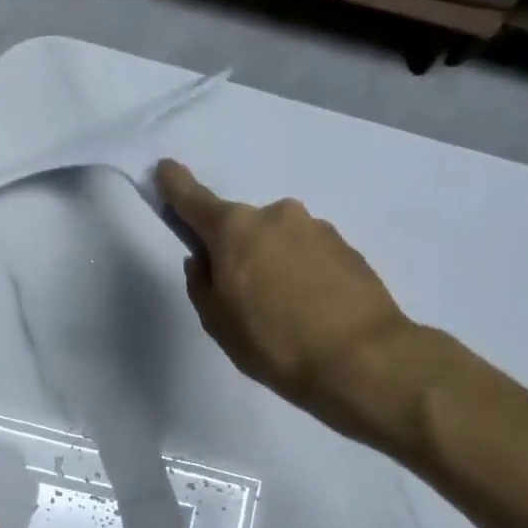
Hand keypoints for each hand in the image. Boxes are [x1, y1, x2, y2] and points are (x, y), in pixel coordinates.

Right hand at [157, 159, 425, 444]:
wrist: (363, 359)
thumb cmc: (273, 341)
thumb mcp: (217, 321)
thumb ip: (202, 283)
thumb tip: (207, 260)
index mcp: (234, 229)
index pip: (193, 199)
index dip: (175, 185)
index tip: (165, 168)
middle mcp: (276, 215)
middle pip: (242, 227)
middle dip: (236, 251)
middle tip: (242, 297)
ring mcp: (316, 228)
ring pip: (279, 241)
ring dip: (273, 263)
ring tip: (284, 311)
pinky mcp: (348, 247)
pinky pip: (309, 255)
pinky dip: (302, 274)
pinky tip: (310, 310)